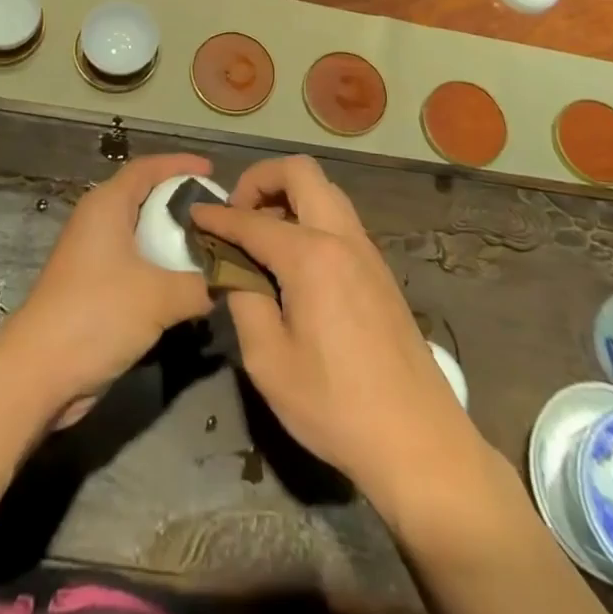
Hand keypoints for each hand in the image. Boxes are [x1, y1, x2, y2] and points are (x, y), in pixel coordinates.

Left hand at [0, 154, 213, 419]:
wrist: (38, 373)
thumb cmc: (97, 315)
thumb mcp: (159, 296)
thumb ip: (201, 283)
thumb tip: (232, 279)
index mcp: (107, 205)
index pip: (147, 168)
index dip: (180, 164)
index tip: (213, 170)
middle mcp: (97, 221)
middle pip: (144, 197)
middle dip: (181, 201)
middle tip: (218, 212)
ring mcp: (93, 255)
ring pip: (140, 233)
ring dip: (172, 238)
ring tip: (211, 247)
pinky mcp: (93, 287)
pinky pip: (135, 262)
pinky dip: (160, 264)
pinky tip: (187, 283)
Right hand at [191, 155, 481, 504]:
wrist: (418, 441)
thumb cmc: (335, 405)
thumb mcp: (268, 361)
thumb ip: (243, 300)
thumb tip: (233, 270)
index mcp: (311, 256)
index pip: (251, 220)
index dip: (217, 216)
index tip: (193, 214)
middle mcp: (341, 237)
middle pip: (300, 172)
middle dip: (260, 180)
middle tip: (237, 214)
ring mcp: (366, 250)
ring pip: (324, 190)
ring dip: (288, 196)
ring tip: (262, 235)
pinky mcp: (379, 269)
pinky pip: (338, 218)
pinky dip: (309, 217)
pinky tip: (293, 260)